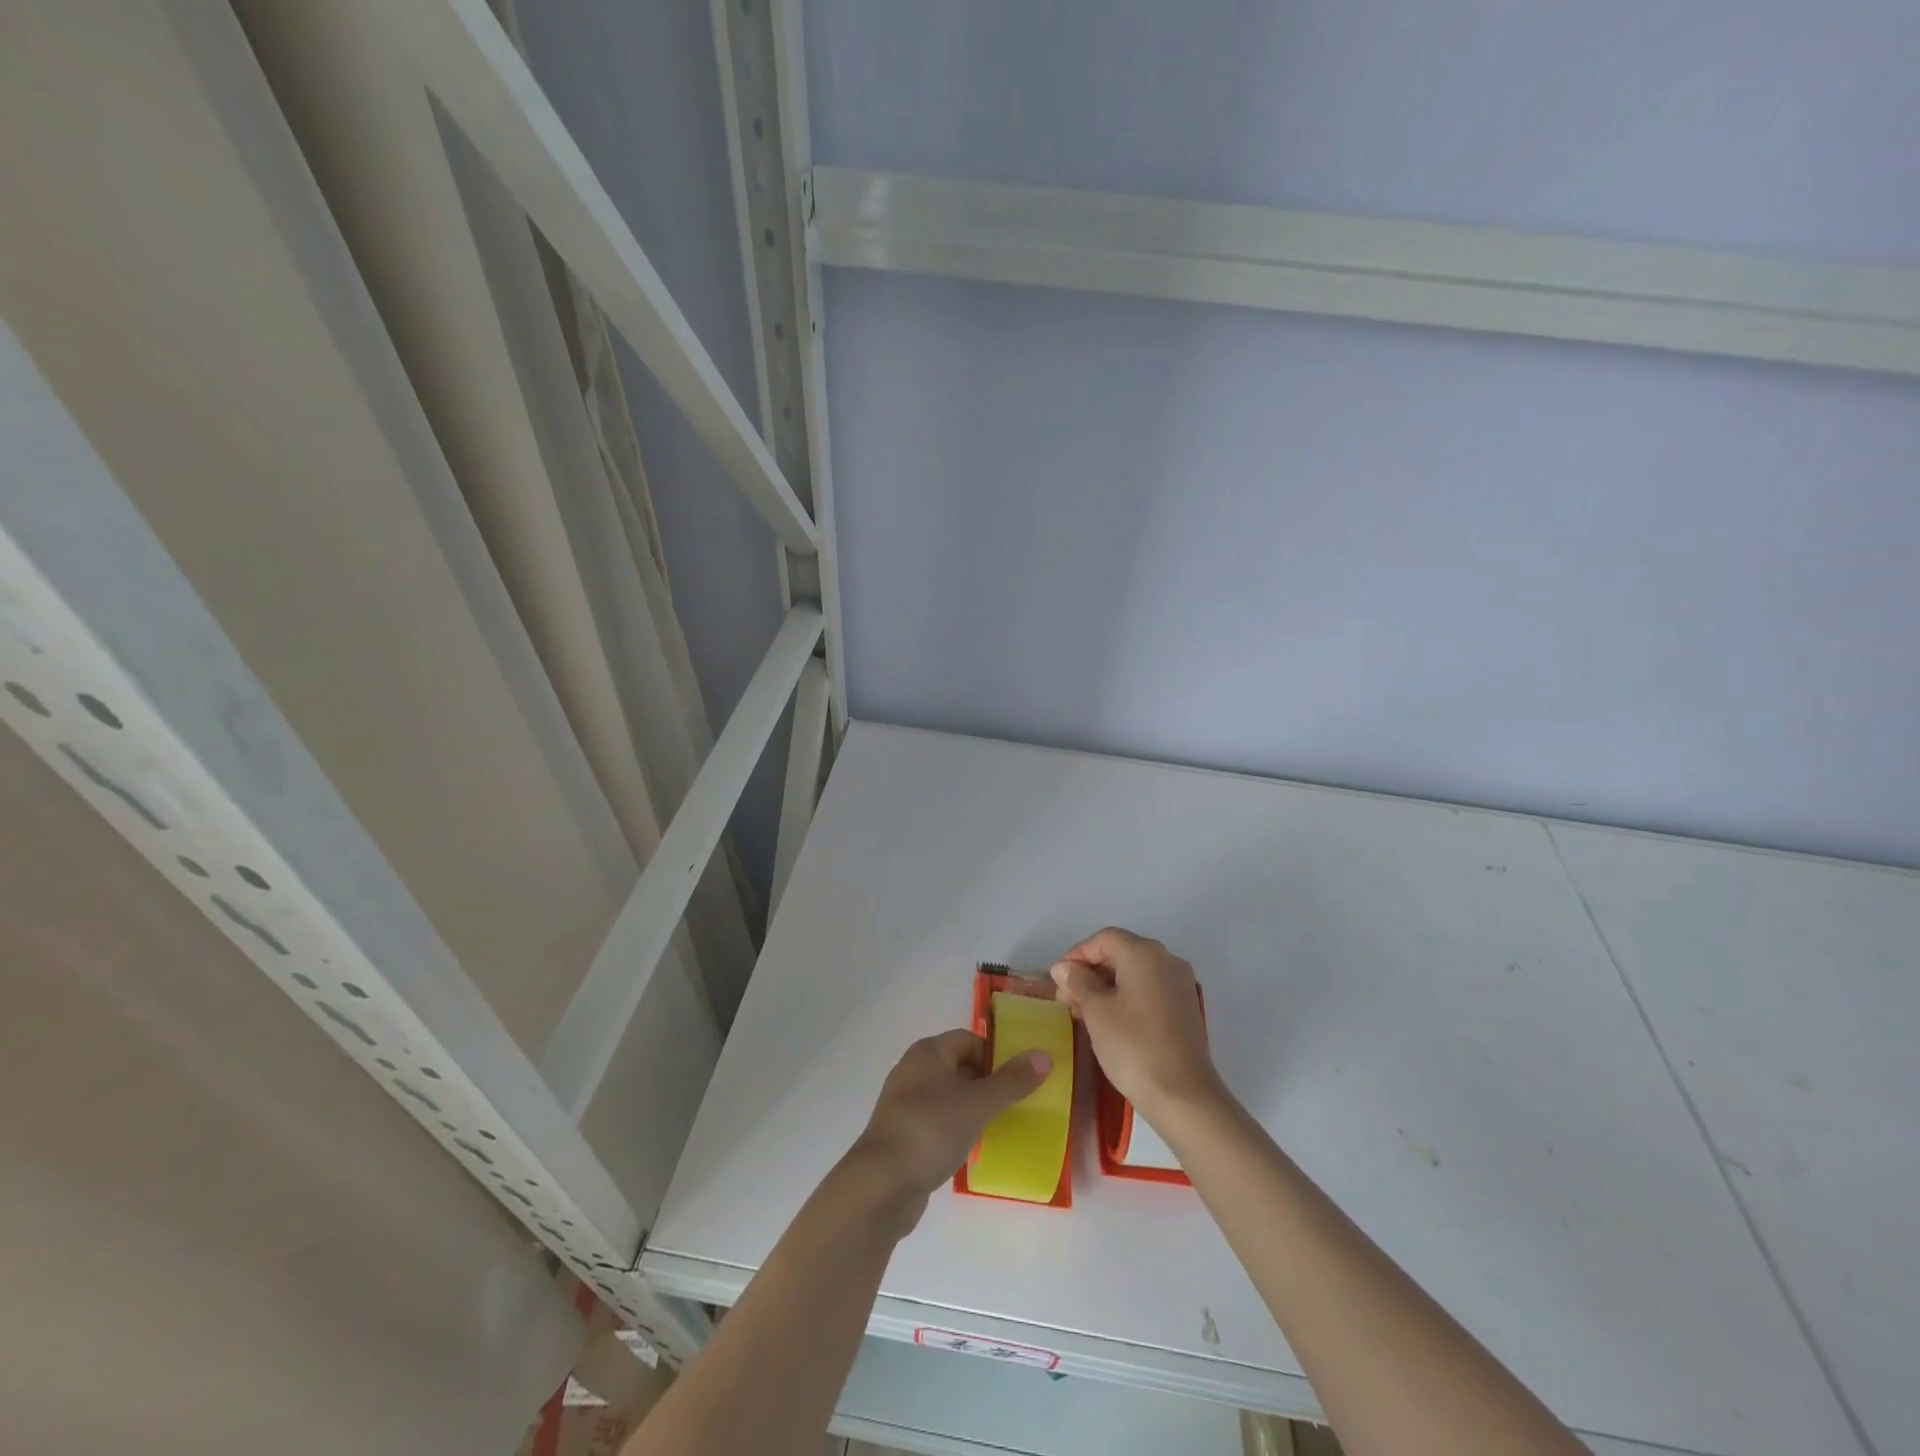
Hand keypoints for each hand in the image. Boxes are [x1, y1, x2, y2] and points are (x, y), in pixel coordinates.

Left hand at [844, 1030, 1050, 1234]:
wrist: (881, 1183)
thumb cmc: (932, 1129)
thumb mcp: (979, 1103)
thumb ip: (1013, 1081)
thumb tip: (1045, 1055)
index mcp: (928, 1052)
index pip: (969, 1040)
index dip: (994, 1056)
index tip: (1016, 1082)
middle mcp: (913, 1070)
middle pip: (958, 1066)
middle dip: (985, 1084)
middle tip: (1012, 1106)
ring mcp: (903, 1103)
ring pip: (947, 1096)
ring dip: (970, 1109)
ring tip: (995, 1129)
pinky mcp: (900, 1134)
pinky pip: (935, 1122)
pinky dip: (954, 1130)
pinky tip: (968, 1150)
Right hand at [1051, 927, 1221, 1120]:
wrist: (1183, 1095)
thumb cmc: (1133, 1045)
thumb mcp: (1096, 1011)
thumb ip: (1077, 982)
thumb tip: (1063, 967)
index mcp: (1144, 953)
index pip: (1104, 939)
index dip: (1077, 954)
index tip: (1058, 980)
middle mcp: (1167, 960)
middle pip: (1120, 953)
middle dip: (1090, 972)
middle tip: (1066, 999)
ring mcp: (1180, 985)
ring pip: (1134, 974)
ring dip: (1106, 987)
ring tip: (1083, 1013)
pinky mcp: (1185, 1009)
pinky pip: (1149, 991)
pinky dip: (1126, 998)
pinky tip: (1109, 1022)